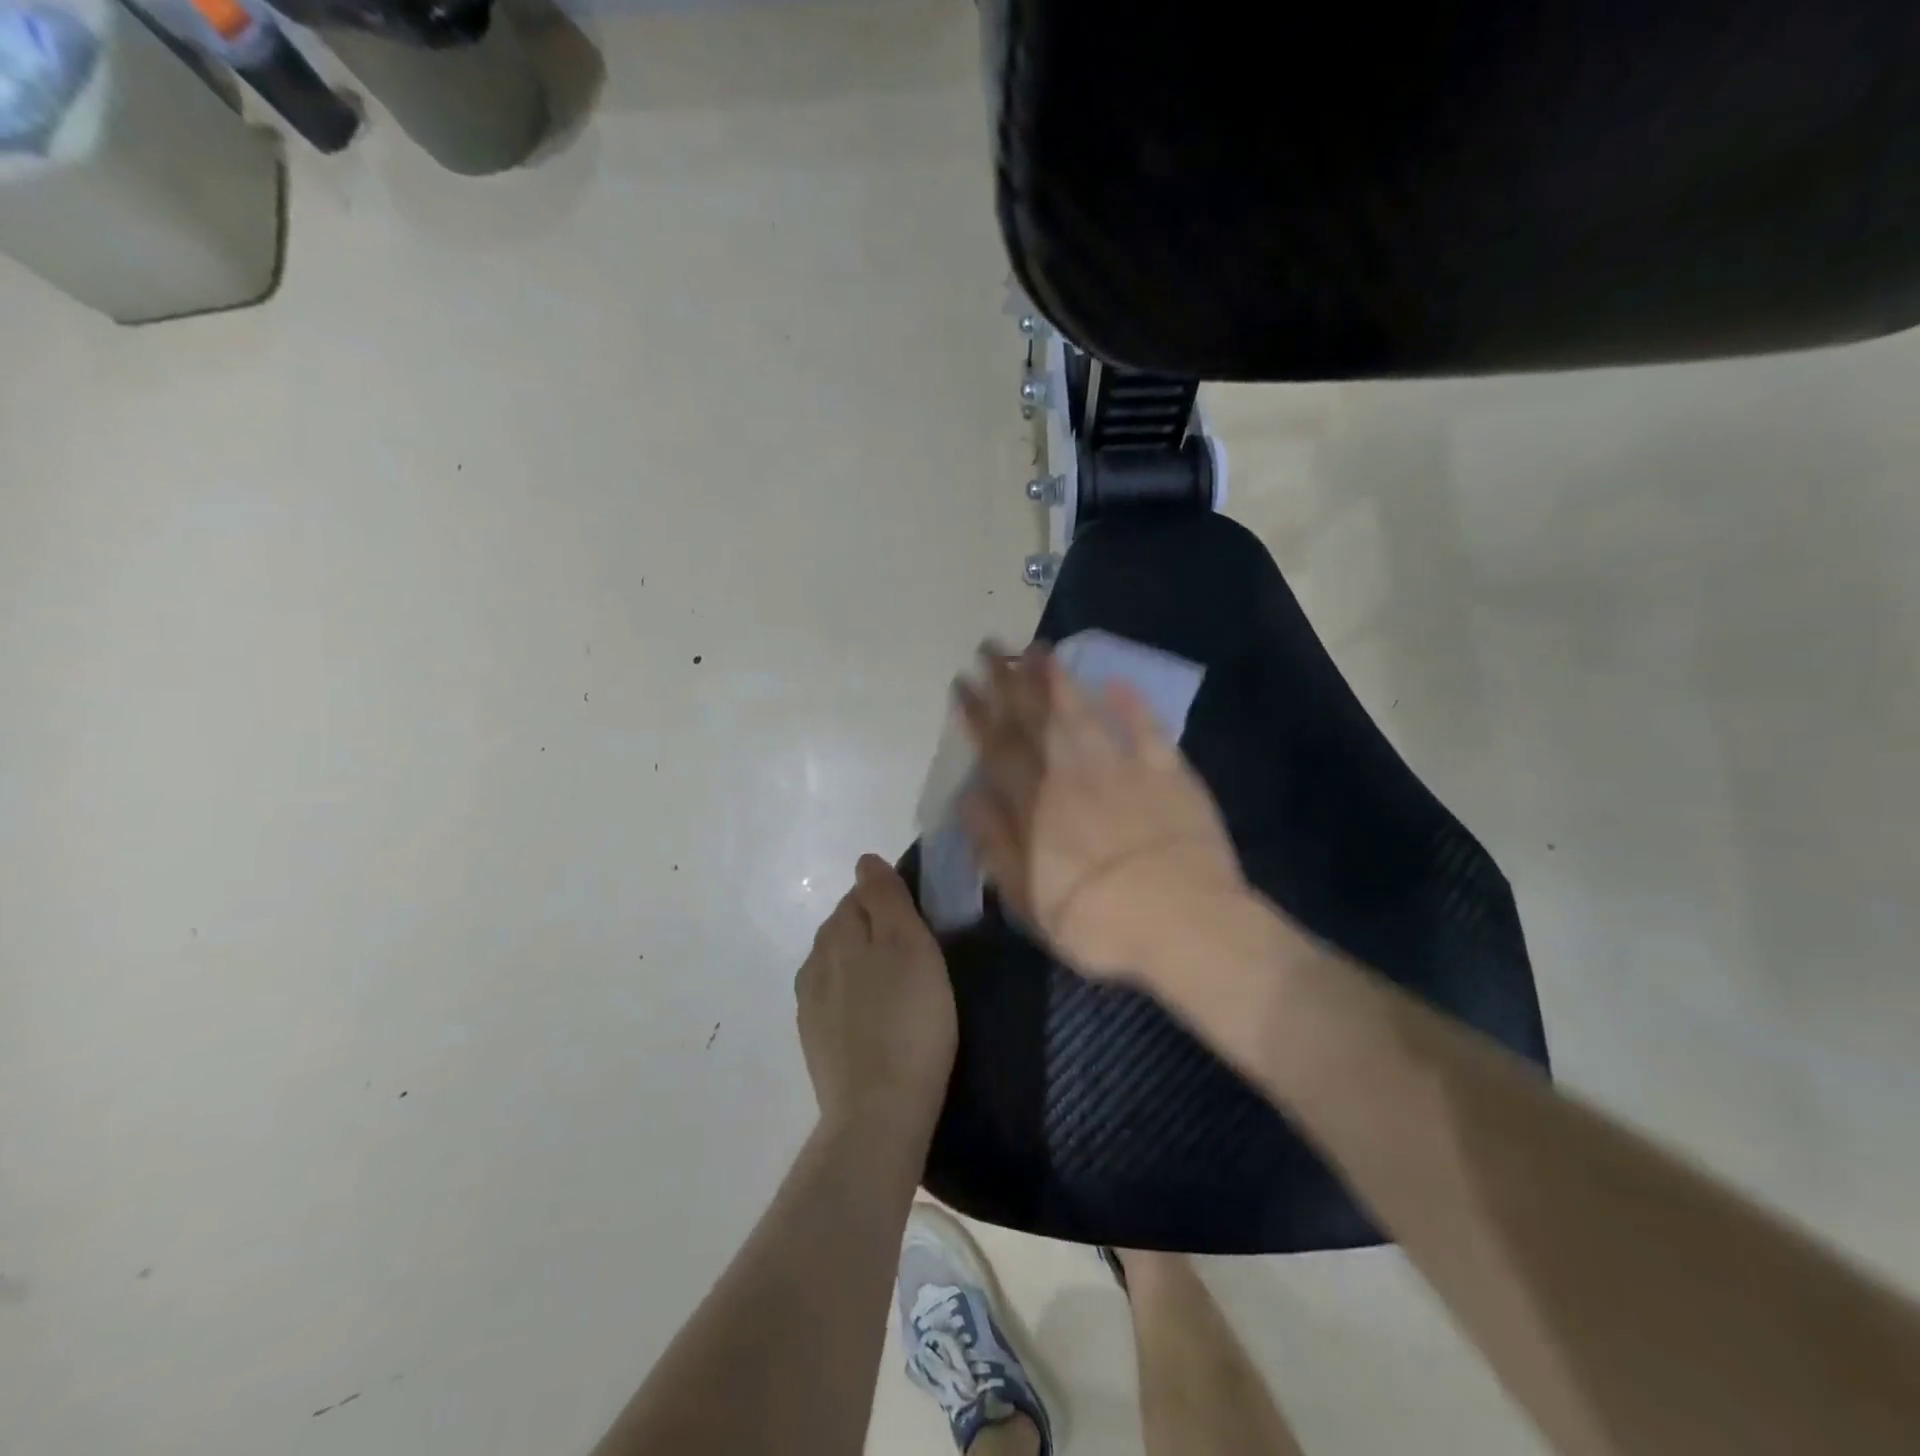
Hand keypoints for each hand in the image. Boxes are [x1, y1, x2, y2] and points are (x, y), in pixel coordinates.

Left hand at [795, 855, 957, 1139]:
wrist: (879, 1111)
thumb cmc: (908, 1019)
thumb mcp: (909, 944)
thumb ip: (886, 897)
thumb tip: (865, 861)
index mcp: (837, 931)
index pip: (861, 893)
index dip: (893, 900)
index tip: (923, 922)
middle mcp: (814, 959)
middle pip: (847, 927)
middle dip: (877, 929)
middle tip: (920, 954)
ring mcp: (809, 1003)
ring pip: (840, 963)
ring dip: (865, 964)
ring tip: (903, 987)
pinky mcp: (814, 1039)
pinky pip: (835, 999)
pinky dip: (856, 997)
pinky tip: (879, 1016)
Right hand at [953, 643, 1246, 981]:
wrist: (1184, 924)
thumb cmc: (1097, 921)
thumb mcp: (1027, 898)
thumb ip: (995, 844)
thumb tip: (969, 796)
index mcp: (1037, 805)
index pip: (998, 747)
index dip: (978, 712)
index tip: (963, 682)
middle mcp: (1073, 774)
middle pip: (1036, 719)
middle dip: (1010, 681)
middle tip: (993, 646)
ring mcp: (1122, 768)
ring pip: (1083, 713)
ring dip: (1059, 680)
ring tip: (1040, 650)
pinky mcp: (1168, 773)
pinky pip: (1146, 729)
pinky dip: (1131, 704)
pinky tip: (1117, 681)